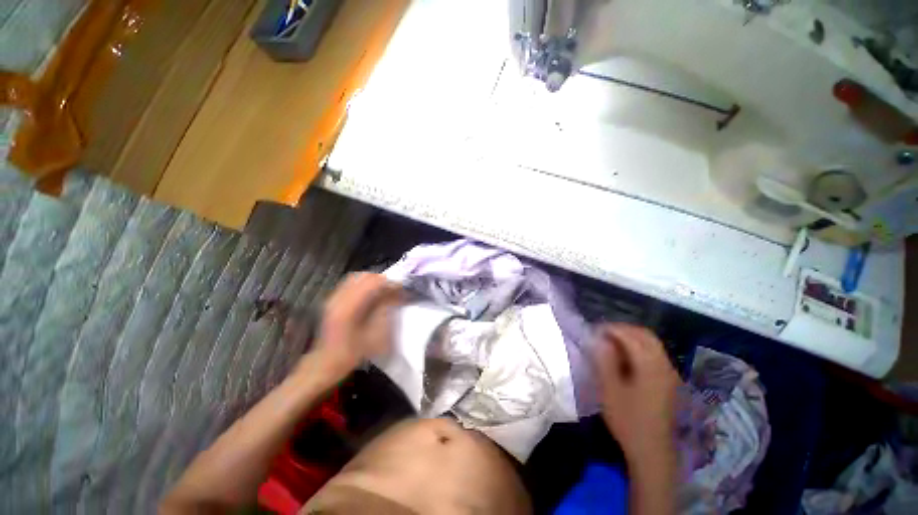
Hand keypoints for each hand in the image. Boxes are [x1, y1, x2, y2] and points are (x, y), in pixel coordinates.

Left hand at [307, 273, 403, 378]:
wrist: (325, 363)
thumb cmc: (352, 352)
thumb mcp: (375, 334)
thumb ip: (385, 310)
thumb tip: (396, 294)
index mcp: (349, 306)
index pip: (373, 283)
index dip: (390, 283)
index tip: (402, 288)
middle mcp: (339, 298)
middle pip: (364, 276)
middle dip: (381, 280)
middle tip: (393, 289)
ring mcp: (334, 298)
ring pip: (356, 278)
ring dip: (372, 282)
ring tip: (384, 291)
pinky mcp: (332, 301)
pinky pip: (350, 285)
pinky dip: (364, 286)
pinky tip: (371, 296)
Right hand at [593, 323, 680, 460]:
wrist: (651, 451)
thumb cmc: (628, 420)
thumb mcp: (609, 390)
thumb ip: (604, 360)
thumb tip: (598, 339)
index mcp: (650, 366)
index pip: (631, 335)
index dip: (611, 329)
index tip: (593, 331)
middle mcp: (664, 365)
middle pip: (645, 335)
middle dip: (622, 329)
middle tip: (602, 333)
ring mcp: (669, 373)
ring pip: (651, 343)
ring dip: (630, 337)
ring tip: (610, 343)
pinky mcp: (668, 381)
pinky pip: (654, 354)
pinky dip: (638, 347)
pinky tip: (624, 357)